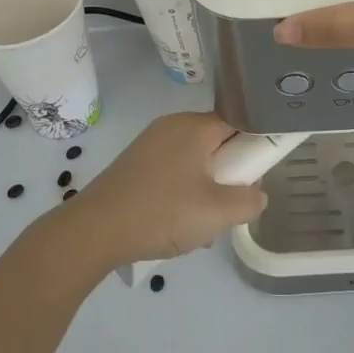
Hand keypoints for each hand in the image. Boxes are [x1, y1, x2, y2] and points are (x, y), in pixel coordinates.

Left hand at [65, 112, 267, 268]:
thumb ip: (249, 201)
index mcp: (195, 126)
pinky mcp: (135, 164)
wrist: (93, 231)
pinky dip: (184, 193)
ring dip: (207, 189)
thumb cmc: (161, 212)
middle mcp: (173, 126)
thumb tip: (258, 195)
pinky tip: (179, 226)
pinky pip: (173, 171)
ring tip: (204, 225)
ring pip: (195, 161)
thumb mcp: (217, 213)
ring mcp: (150, 144)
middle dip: (230, 174)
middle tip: (231, 205)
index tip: (259, 174)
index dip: (256, 145)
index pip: (240, 121)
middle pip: (217, 142)